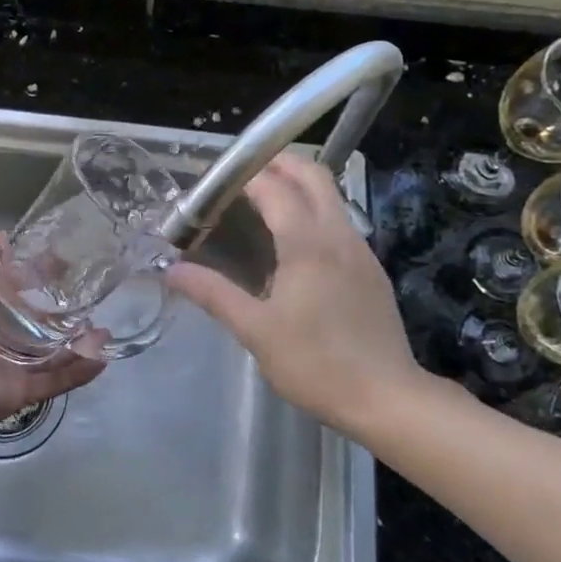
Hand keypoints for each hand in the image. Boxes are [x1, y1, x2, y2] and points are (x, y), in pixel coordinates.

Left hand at [0, 233, 104, 433]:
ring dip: (79, 343)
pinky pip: (58, 380)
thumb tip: (6, 237)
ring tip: (104, 331)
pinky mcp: (25, 391)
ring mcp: (11, 366)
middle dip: (63, 314)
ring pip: (53, 354)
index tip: (63, 266)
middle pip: (35, 324)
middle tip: (90, 300)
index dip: (35, 277)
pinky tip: (103, 358)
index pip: (12, 290)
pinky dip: (80, 372)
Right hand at [165, 154, 443, 436]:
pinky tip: (294, 241)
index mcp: (307, 244)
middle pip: (313, 174)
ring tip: (263, 201)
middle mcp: (338, 235)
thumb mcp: (255, 331)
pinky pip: (340, 220)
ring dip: (298, 184)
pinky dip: (314, 209)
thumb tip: (172, 270)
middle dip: (278, 162)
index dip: (244, 176)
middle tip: (242, 174)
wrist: (388, 399)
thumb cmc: (315, 364)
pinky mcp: (371, 268)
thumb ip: (213, 293)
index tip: (215, 181)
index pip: (274, 187)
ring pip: (331, 195)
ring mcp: (360, 249)